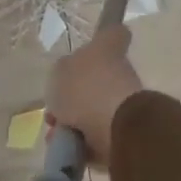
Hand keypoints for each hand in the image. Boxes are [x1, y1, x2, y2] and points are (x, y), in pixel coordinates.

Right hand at [47, 26, 144, 165]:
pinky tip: (65, 147)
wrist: (116, 129)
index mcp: (108, 51)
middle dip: (73, 96)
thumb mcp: (61, 72)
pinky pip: (97, 135)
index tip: (93, 45)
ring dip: (74, 122)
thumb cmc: (86, 89)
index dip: (104, 37)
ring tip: (56, 134)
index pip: (113, 33)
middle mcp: (120, 73)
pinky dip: (81, 141)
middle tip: (54, 109)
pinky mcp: (125, 131)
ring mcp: (125, 103)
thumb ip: (63, 71)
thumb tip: (69, 76)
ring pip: (94, 109)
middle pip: (97, 78)